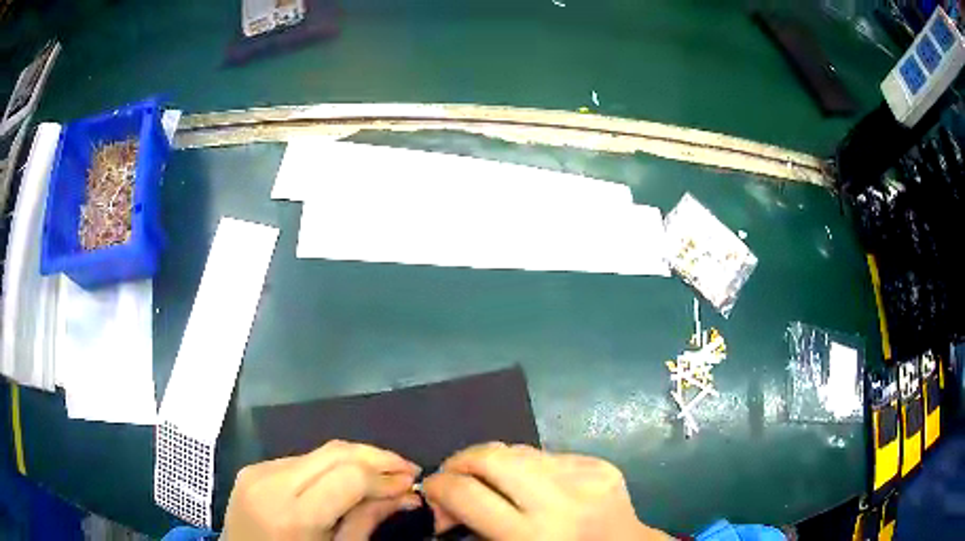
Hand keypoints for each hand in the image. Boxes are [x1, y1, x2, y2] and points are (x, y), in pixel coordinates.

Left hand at [223, 440, 421, 540]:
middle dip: (377, 456)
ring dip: (355, 459)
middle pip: (334, 452)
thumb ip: (368, 521)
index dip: (385, 476)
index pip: (349, 477)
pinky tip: (344, 480)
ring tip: (383, 473)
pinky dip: (329, 466)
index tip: (412, 482)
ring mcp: (257, 471)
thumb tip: (406, 495)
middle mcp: (271, 483)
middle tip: (407, 469)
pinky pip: (300, 460)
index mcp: (293, 515)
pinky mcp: (253, 468)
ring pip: (319, 452)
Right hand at [423, 443, 672, 540]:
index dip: (437, 486)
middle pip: (491, 455)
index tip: (430, 490)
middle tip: (453, 476)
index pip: (466, 492)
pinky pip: (548, 454)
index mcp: (532, 535)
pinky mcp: (600, 464)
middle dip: (461, 461)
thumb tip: (441, 505)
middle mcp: (560, 500)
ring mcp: (585, 476)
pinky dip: (530, 466)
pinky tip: (534, 485)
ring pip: (519, 449)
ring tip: (491, 480)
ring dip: (494, 462)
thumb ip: (474, 530)